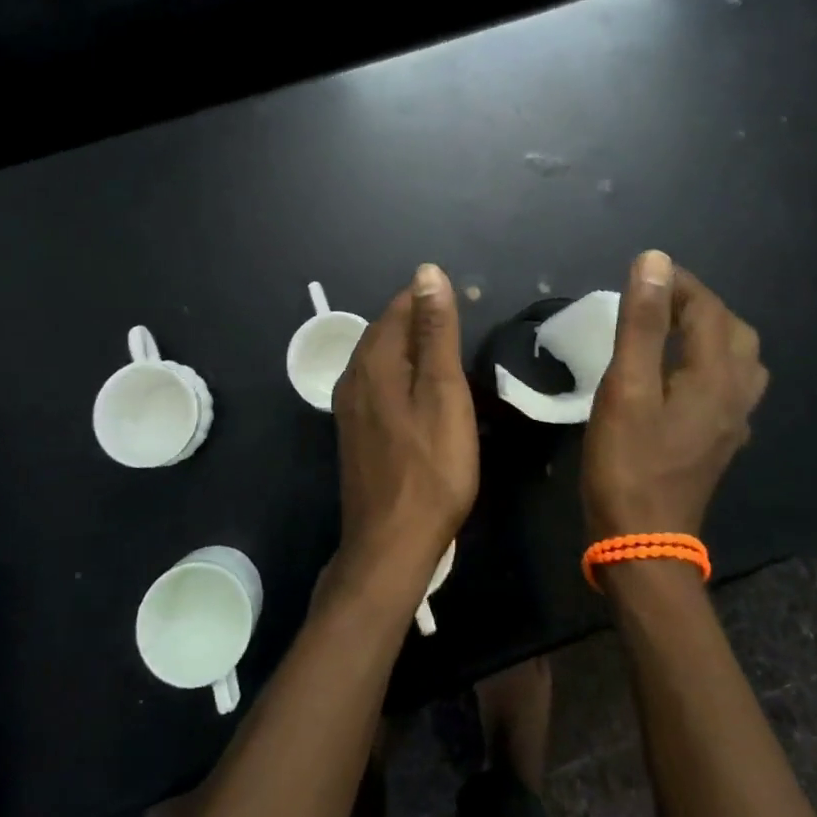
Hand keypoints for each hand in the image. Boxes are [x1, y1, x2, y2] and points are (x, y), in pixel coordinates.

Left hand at [332, 264, 479, 586]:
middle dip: (420, 319)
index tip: (468, 302)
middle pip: (386, 329)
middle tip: (463, 325)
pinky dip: (401, 373)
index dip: (431, 299)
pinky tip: (422, 391)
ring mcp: (349, 405)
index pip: (399, 307)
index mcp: (373, 361)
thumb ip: (435, 331)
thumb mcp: (443, 393)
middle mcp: (352, 375)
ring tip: (448, 354)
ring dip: (411, 346)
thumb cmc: (430, 468)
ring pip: (380, 356)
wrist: (390, 544)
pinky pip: (376, 382)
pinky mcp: (354, 429)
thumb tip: (427, 272)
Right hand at [582, 250, 767, 541]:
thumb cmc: (628, 461)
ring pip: (739, 360)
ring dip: (709, 333)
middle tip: (655, 301)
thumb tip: (654, 261)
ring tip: (668, 331)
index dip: (679, 284)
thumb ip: (641, 323)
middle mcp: (735, 395)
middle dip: (698, 305)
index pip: (708, 310)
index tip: (642, 272)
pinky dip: (709, 362)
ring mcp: (732, 422)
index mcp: (715, 376)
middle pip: (734, 331)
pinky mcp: (719, 441)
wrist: (643, 541)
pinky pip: (730, 385)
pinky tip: (679, 374)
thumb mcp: (626, 386)